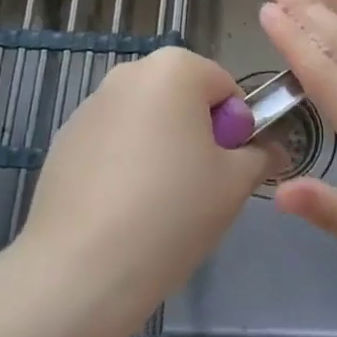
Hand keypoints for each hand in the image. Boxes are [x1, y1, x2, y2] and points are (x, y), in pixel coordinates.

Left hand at [16, 47, 266, 329]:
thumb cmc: (172, 212)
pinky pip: (111, 144)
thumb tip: (271, 150)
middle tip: (199, 190)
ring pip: (146, 122)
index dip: (236, 130)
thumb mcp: (235, 184)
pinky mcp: (64, 140)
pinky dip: (124, 166)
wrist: (81, 268)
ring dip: (160, 149)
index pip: (225, 88)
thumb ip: (260, 156)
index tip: (227, 171)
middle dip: (196, 136)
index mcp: (174, 68)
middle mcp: (128, 73)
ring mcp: (90, 105)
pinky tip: (121, 212)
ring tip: (157, 206)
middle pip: (182, 99)